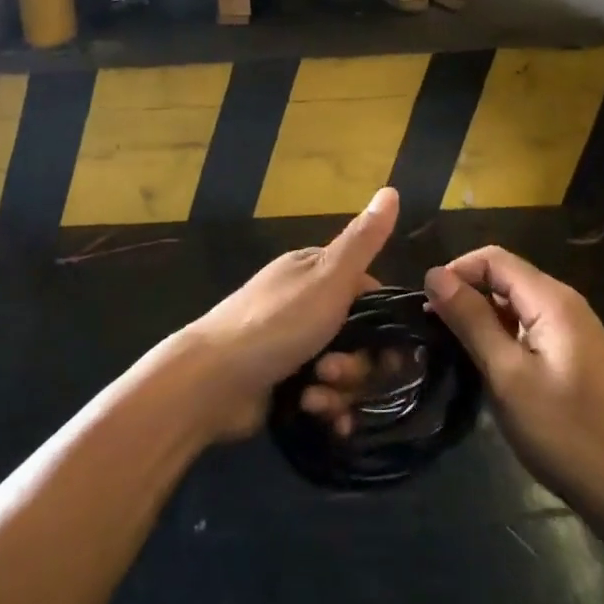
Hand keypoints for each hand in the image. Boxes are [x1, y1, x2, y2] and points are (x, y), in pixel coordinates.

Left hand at [185, 188, 397, 441]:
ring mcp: (296, 347)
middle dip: (358, 363)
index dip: (384, 322)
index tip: (386, 344)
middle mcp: (308, 306)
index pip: (371, 295)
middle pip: (362, 339)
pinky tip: (317, 413)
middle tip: (334, 371)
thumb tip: (392, 190)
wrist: (212, 381)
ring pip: (346, 372)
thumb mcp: (327, 276)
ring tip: (315, 394)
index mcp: (316, 273)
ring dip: (341, 389)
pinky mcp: (287, 385)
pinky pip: (327, 397)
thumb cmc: (276, 322)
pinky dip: (327, 408)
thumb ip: (363, 240)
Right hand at [422, 246, 603, 534]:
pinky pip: (528, 329)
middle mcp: (565, 304)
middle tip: (433, 333)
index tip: (426, 309)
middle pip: (504, 278)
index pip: (493, 258)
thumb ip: (471, 320)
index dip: (455, 272)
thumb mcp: (508, 376)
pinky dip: (501, 338)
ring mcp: (573, 331)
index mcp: (552, 300)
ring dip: (480, 319)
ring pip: (514, 305)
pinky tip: (486, 369)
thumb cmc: (567, 434)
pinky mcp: (573, 357)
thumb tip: (434, 274)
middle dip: (465, 295)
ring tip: (452, 352)